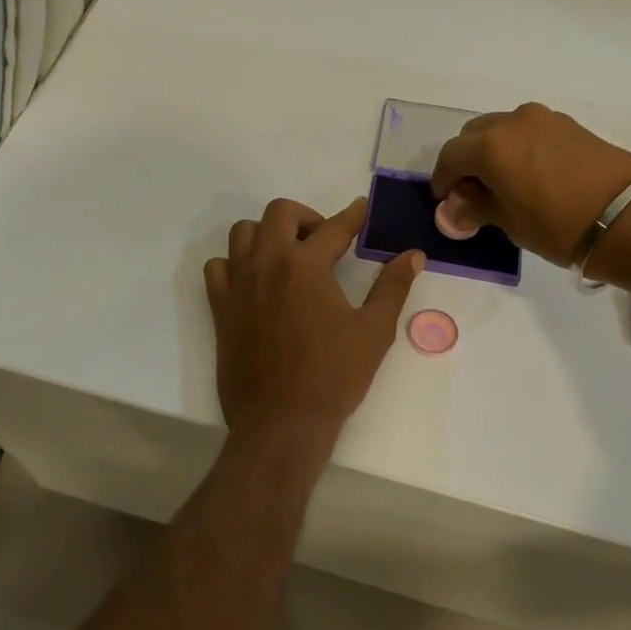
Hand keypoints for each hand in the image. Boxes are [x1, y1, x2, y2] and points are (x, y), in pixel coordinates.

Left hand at [204, 197, 423, 440]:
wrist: (281, 421)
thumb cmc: (333, 376)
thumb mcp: (374, 331)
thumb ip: (392, 287)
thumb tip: (413, 255)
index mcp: (306, 265)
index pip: (334, 227)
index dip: (353, 215)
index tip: (361, 208)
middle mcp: (267, 263)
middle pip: (279, 213)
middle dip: (306, 217)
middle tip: (325, 240)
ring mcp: (238, 284)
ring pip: (243, 233)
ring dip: (267, 233)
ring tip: (288, 256)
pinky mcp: (220, 308)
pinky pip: (218, 267)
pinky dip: (235, 263)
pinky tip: (254, 281)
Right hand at [431, 103, 630, 264]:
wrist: (629, 217)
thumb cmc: (559, 226)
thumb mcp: (510, 223)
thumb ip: (476, 208)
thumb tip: (454, 208)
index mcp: (491, 145)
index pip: (450, 155)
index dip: (442, 179)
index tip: (446, 200)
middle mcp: (513, 122)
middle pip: (474, 135)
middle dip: (466, 161)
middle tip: (472, 192)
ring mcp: (544, 119)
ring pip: (502, 129)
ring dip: (492, 151)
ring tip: (502, 183)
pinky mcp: (569, 125)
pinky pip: (528, 131)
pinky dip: (518, 147)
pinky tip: (528, 174)